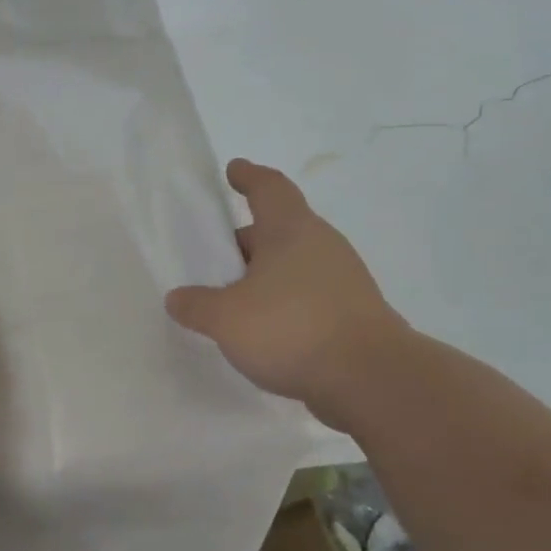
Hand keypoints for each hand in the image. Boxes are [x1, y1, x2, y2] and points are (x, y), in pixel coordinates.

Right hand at [165, 159, 411, 430]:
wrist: (372, 380)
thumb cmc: (292, 329)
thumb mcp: (226, 318)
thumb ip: (196, 305)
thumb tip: (178, 298)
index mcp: (291, 231)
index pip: (269, 187)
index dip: (249, 176)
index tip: (232, 170)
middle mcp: (321, 246)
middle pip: (277, 230)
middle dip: (245, 241)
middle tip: (213, 259)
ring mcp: (343, 280)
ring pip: (292, 265)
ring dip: (262, 276)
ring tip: (231, 301)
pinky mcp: (351, 313)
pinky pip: (305, 296)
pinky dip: (281, 304)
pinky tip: (262, 330)